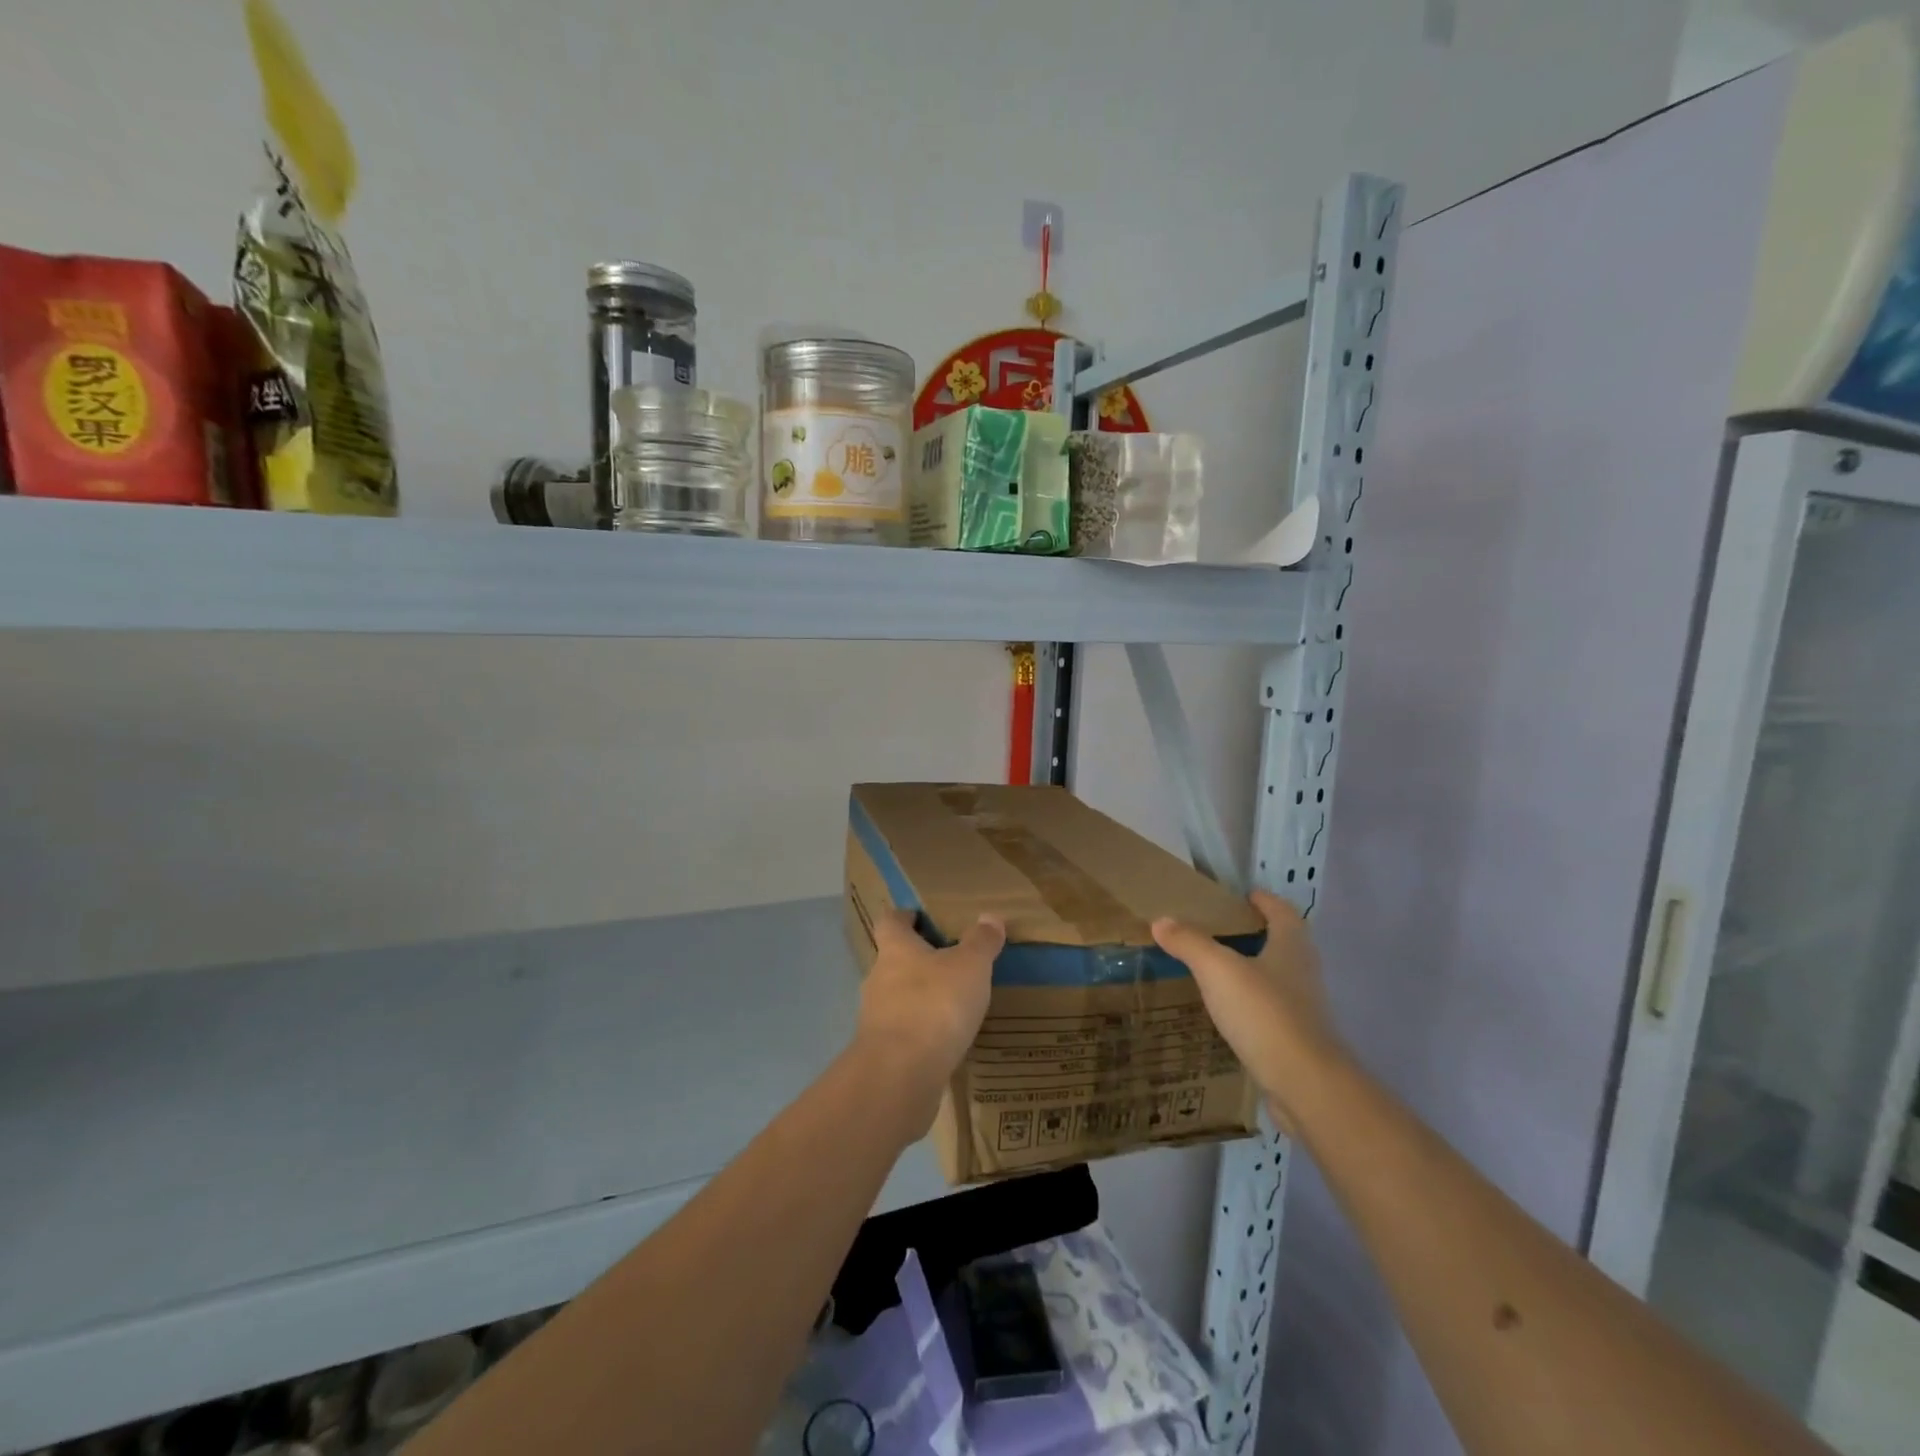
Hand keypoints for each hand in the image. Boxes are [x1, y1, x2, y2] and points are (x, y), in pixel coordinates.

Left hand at [854, 910, 1003, 1135]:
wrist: (900, 1075)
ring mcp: (875, 1019)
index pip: (890, 922)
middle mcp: (878, 979)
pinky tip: (944, 1042)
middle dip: (917, 962)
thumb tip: (990, 916)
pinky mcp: (881, 1054)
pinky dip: (920, 1033)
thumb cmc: (935, 1004)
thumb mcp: (970, 966)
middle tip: (948, 964)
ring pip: (897, 999)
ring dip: (918, 999)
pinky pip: (903, 1034)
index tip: (919, 917)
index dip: (903, 917)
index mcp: (896, 950)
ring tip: (951, 1006)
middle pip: (893, 961)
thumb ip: (981, 942)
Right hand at [1151, 891, 1342, 1131]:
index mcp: (1291, 946)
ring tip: (1215, 971)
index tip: (1241, 895)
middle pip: (1282, 943)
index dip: (1263, 900)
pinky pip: (1271, 1012)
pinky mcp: (1298, 1041)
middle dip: (1255, 934)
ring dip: (1252, 971)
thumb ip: (1189, 942)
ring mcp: (1304, 1009)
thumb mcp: (1217, 970)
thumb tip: (1161, 921)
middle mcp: (1304, 972)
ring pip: (1276, 978)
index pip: (1281, 911)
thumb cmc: (1264, 1013)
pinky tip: (1226, 1013)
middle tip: (1218, 931)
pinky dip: (1251, 1005)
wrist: (1305, 1085)